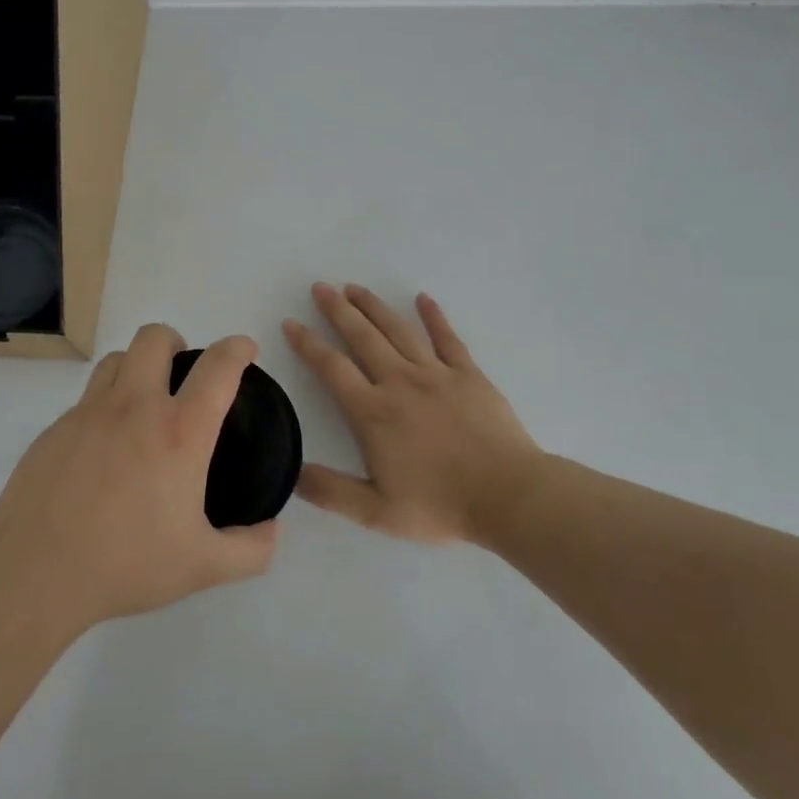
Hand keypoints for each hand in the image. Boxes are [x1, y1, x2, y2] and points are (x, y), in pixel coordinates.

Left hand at [0, 324, 277, 630]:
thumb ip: (250, 550)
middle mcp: (134, 408)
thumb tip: (273, 531)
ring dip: (137, 367)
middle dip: (177, 343)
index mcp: (179, 432)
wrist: (34, 573)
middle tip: (183, 374)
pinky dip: (105, 406)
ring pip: (116, 360)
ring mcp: (88, 414)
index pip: (217, 367)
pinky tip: (104, 448)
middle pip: (155, 339)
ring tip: (143, 402)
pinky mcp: (54, 430)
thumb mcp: (202, 567)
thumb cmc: (126, 564)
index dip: (238, 348)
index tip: (244, 350)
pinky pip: (86, 398)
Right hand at [285, 283, 545, 545]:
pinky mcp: (469, 375)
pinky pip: (447, 338)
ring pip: (398, 330)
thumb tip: (290, 473)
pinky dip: (433, 316)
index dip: (308, 344)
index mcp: (373, 413)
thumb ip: (330, 491)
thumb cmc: (439, 505)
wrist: (507, 496)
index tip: (291, 322)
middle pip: (363, 337)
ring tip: (355, 287)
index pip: (332, 368)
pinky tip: (422, 298)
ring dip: (374, 306)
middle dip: (338, 310)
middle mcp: (400, 383)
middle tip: (321, 287)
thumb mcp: (375, 512)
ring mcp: (437, 374)